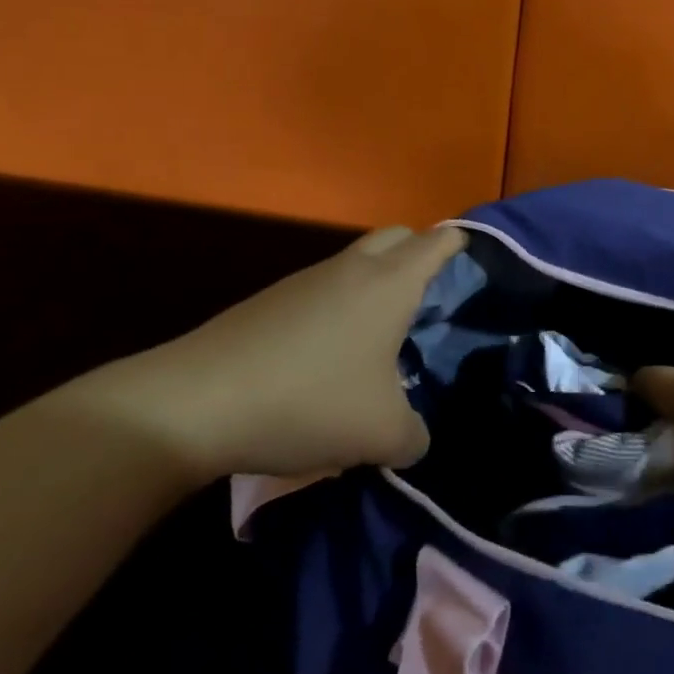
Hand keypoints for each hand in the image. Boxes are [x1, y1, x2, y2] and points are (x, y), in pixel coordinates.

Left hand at [68, 227, 464, 483]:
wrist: (194, 404)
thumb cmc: (309, 401)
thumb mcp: (381, 434)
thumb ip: (415, 435)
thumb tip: (415, 436)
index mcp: (390, 283)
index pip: (439, 241)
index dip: (463, 245)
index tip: (480, 261)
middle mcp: (352, 268)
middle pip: (398, 236)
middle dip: (420, 254)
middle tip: (432, 298)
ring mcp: (306, 280)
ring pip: (357, 262)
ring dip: (376, 284)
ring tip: (383, 336)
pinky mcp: (270, 301)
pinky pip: (323, 289)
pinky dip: (340, 306)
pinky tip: (331, 357)